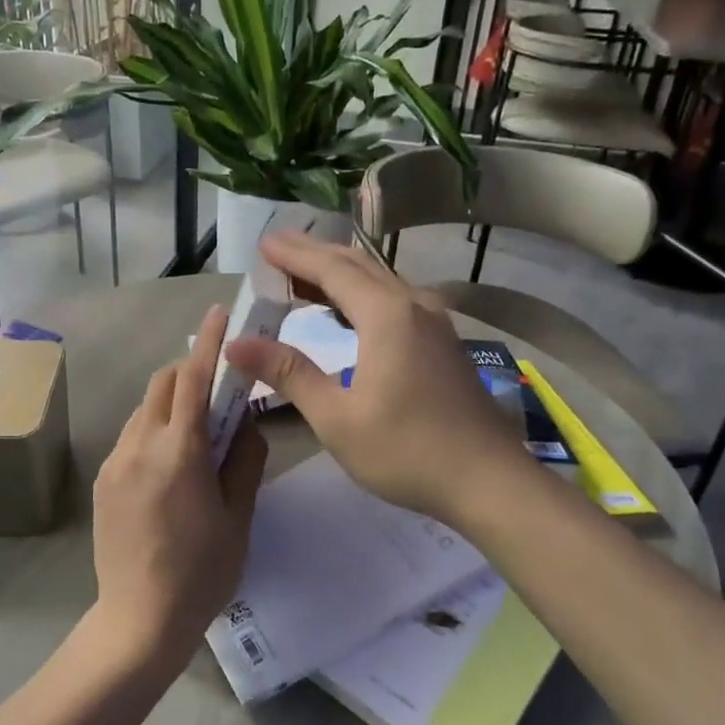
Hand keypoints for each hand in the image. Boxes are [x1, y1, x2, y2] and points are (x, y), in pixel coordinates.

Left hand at [90, 305, 268, 670]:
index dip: (209, 343)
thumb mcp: (238, 518)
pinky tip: (171, 467)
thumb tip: (244, 422)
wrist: (139, 621)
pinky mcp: (103, 481)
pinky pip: (132, 436)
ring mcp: (115, 462)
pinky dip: (155, 430)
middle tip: (220, 394)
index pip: (193, 380)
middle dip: (191, 373)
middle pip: (163, 384)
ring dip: (172, 403)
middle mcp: (139, 446)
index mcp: (179, 453)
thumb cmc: (201, 574)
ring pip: (145, 409)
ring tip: (198, 436)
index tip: (219, 314)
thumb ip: (244, 460)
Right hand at [223, 235, 524, 527]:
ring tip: (302, 275)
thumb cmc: (406, 451)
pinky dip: (362, 293)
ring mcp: (434, 322)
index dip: (294, 255)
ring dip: (339, 273)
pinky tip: (348, 311)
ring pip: (379, 281)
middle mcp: (413, 305)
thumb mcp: (336, 417)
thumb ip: (288, 373)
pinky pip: (394, 299)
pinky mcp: (442, 342)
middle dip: (315, 254)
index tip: (263, 243)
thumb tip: (235, 344)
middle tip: (276, 248)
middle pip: (357, 266)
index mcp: (386, 315)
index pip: (331, 270)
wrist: (488, 481)